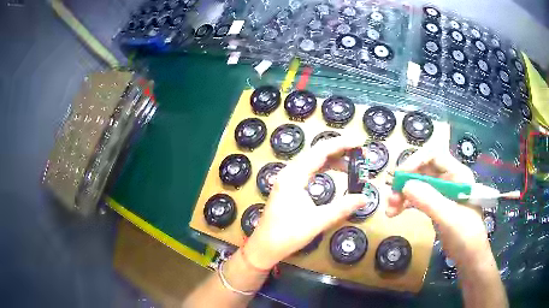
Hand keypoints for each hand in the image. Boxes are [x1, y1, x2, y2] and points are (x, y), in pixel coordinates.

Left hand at [244, 136, 367, 269]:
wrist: (264, 247)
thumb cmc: (287, 235)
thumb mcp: (317, 221)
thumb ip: (342, 208)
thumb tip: (365, 198)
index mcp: (293, 176)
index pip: (320, 151)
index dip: (341, 144)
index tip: (359, 142)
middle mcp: (290, 172)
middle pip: (317, 152)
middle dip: (340, 149)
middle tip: (360, 152)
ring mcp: (288, 178)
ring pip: (313, 160)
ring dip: (333, 158)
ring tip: (353, 162)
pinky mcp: (290, 186)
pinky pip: (310, 169)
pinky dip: (325, 167)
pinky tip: (336, 171)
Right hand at [386, 146, 490, 265]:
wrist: (469, 256)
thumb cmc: (465, 235)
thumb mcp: (449, 218)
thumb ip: (429, 200)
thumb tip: (405, 185)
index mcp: (457, 174)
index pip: (433, 156)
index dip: (415, 162)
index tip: (399, 177)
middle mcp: (449, 179)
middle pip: (422, 170)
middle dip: (405, 182)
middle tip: (391, 198)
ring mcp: (442, 193)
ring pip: (418, 185)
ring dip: (402, 194)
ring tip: (390, 210)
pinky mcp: (435, 206)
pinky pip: (417, 198)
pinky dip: (405, 204)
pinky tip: (395, 212)